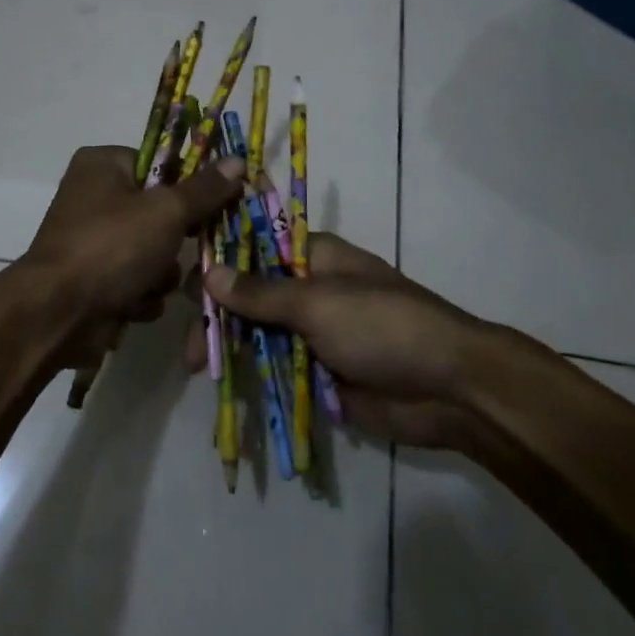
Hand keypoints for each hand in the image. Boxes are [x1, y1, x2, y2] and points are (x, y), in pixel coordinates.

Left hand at [20, 145, 244, 370]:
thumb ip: (205, 189)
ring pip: (152, 251)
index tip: (214, 205)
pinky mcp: (94, 278)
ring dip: (160, 273)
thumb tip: (238, 161)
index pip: (162, 162)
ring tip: (151, 283)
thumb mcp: (166, 211)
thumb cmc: (111, 246)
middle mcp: (93, 196)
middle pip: (160, 211)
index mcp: (103, 164)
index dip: (190, 185)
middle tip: (185, 249)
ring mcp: (92, 240)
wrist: (57, 314)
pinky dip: (140, 294)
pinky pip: (136, 280)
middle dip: (175, 240)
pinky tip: (133, 303)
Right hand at [194, 233, 493, 449]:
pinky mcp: (320, 372)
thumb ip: (260, 293)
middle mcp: (310, 290)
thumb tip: (208, 273)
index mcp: (314, 257)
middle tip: (190, 343)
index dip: (220, 259)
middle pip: (252, 295)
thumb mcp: (317, 302)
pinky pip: (277, 369)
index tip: (185, 280)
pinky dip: (253, 375)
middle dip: (220, 314)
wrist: (450, 389)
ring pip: (260, 334)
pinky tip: (222, 384)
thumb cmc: (383, 325)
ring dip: (231, 346)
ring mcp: (315, 333)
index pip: (255, 246)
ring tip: (199, 366)